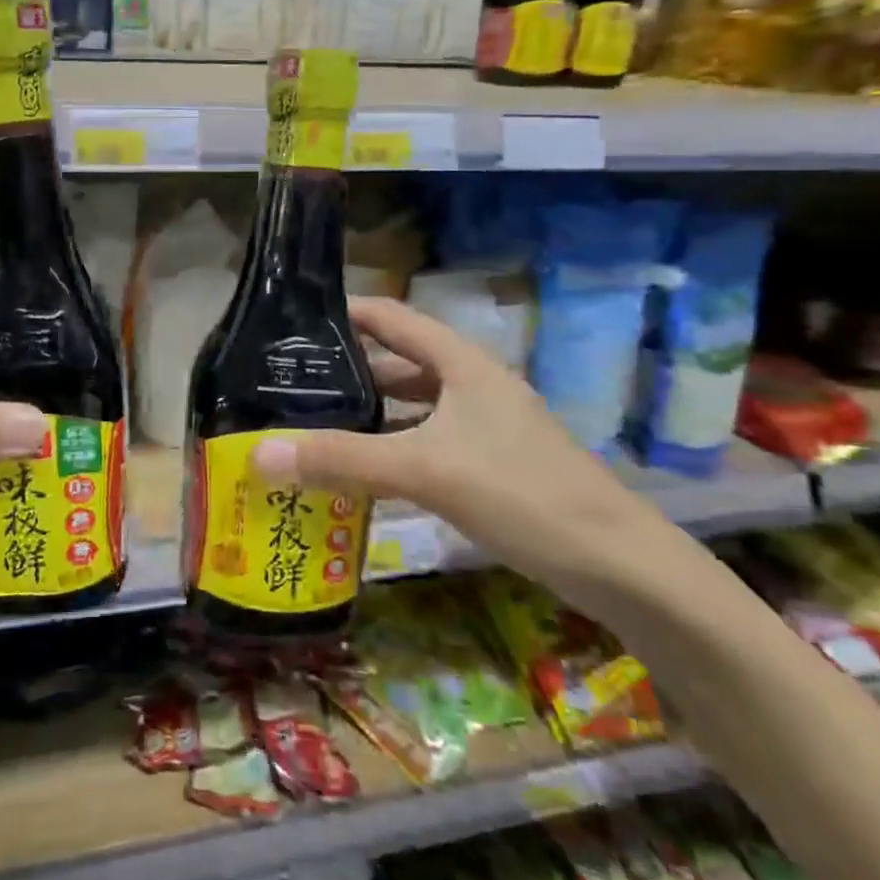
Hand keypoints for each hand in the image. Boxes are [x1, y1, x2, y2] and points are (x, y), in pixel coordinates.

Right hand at [251, 297, 665, 590]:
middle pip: (398, 361)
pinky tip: (361, 468)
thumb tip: (258, 453)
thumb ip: (343, 459)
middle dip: (346, 369)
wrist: (621, 567)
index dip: (344, 312)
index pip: (391, 317)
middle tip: (288, 381)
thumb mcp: (425, 470)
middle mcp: (472, 383)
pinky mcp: (490, 463)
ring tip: (312, 421)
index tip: (291, 322)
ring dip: (369, 411)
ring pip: (412, 405)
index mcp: (461, 362)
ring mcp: (484, 424)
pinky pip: (426, 440)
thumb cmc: (523, 494)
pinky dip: (392, 446)